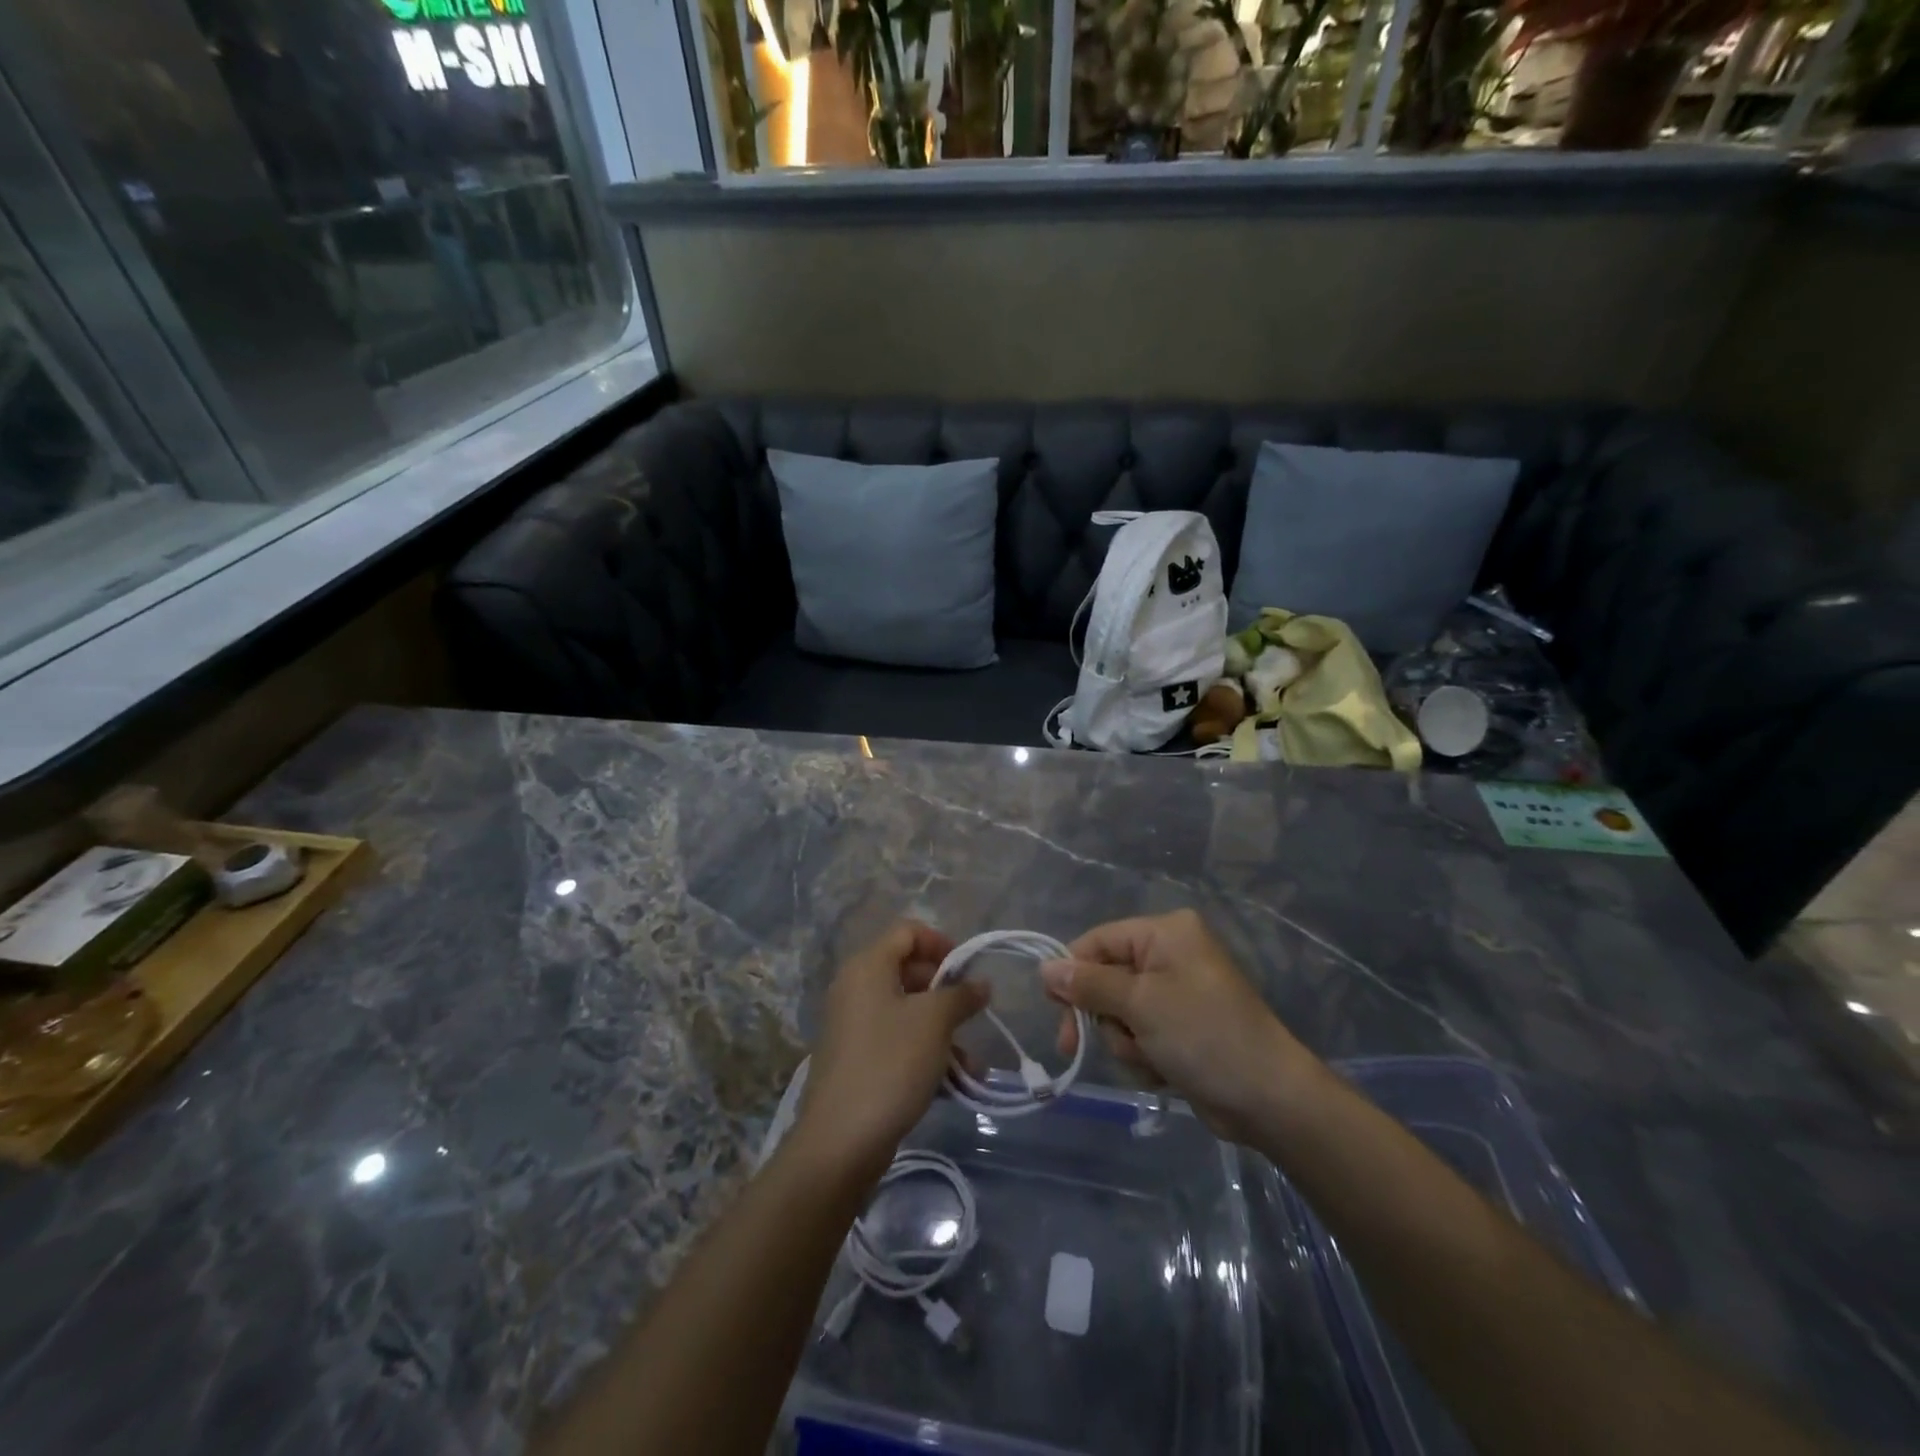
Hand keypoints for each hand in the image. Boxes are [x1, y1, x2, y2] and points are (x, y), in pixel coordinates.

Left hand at [794, 921, 988, 1177]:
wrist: (840, 1141)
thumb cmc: (890, 1063)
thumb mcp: (935, 1022)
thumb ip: (961, 995)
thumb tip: (980, 983)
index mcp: (868, 966)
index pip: (907, 932)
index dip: (940, 942)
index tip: (967, 970)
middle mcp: (856, 988)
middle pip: (908, 971)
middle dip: (946, 991)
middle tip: (972, 1013)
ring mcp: (853, 1026)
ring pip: (907, 1012)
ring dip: (943, 1030)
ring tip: (972, 1063)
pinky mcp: (856, 1060)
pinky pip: (897, 1042)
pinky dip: (925, 1053)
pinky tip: (954, 1083)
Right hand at [1041, 909, 1318, 1143]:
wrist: (1268, 1099)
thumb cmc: (1203, 1035)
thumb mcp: (1140, 1004)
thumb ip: (1088, 984)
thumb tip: (1045, 968)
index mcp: (1165, 933)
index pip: (1098, 941)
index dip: (1072, 973)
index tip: (1054, 1009)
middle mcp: (1170, 955)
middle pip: (1105, 979)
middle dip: (1102, 1016)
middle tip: (1075, 1045)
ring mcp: (1176, 993)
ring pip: (1119, 1013)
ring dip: (1125, 1041)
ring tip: (1151, 1058)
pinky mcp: (1181, 1028)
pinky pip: (1140, 1034)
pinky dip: (1143, 1055)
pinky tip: (1163, 1072)